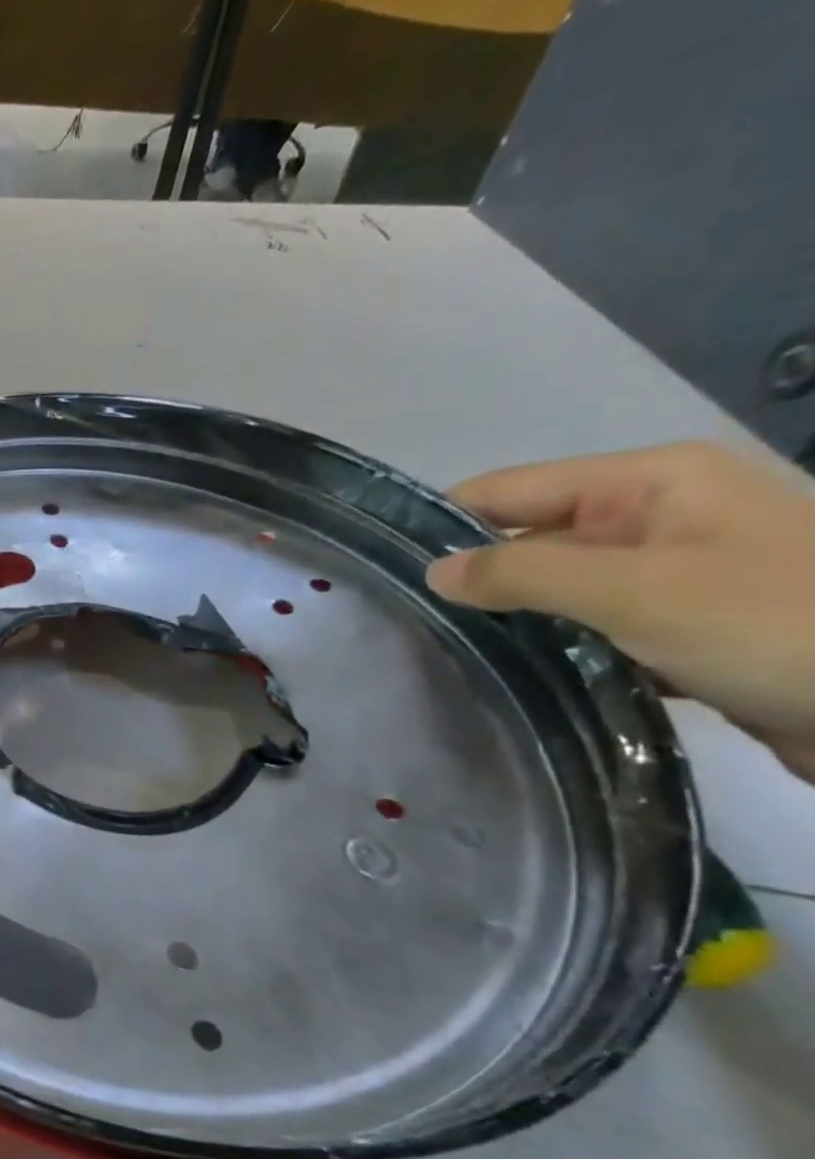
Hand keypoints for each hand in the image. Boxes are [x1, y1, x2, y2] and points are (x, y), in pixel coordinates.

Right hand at [426, 440, 814, 780]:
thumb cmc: (777, 624)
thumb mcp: (634, 590)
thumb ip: (521, 574)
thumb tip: (432, 572)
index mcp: (647, 482)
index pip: (507, 490)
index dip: (443, 525)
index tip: (383, 573)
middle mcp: (653, 516)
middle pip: (528, 539)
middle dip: (474, 581)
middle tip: (405, 628)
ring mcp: (671, 572)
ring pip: (556, 589)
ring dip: (513, 620)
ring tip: (445, 656)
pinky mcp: (683, 624)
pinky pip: (592, 626)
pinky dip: (556, 647)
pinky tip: (515, 676)